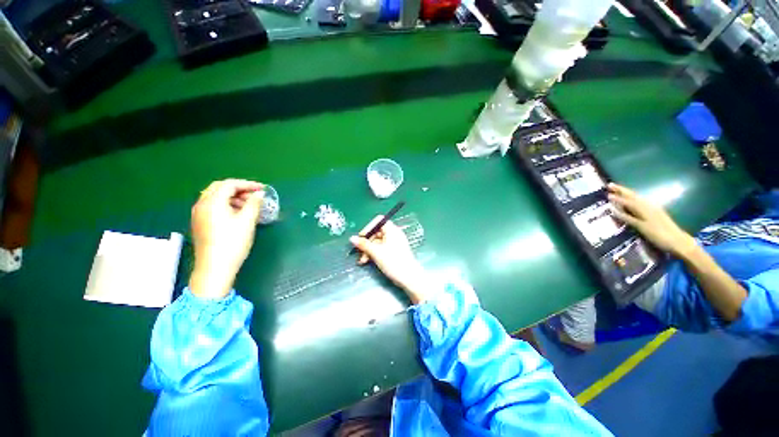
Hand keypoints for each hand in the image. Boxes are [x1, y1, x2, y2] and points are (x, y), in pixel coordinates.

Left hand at [189, 179, 263, 298]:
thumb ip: (254, 204)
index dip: (248, 184)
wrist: (214, 267)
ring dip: (233, 196)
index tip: (262, 189)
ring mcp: (199, 214)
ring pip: (215, 196)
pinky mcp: (200, 223)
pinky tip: (237, 213)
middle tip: (255, 195)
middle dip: (239, 188)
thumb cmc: (233, 242)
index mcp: (213, 202)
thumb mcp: (247, 221)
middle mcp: (202, 204)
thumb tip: (259, 194)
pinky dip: (226, 204)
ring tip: (249, 205)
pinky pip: (213, 206)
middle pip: (220, 187)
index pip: (230, 184)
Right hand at [350, 216, 432, 303]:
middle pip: (376, 233)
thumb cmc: (393, 261)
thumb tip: (352, 238)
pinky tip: (367, 261)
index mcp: (392, 230)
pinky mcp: (393, 252)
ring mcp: (394, 244)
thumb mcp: (376, 252)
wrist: (408, 277)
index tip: (361, 237)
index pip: (379, 221)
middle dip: (366, 242)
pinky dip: (374, 253)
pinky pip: (381, 249)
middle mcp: (393, 234)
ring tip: (362, 260)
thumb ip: (363, 244)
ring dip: (368, 250)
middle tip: (360, 252)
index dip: (369, 227)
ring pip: (377, 242)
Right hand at [608, 183, 695, 256]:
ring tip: (619, 190)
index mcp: (643, 208)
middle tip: (610, 185)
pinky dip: (634, 199)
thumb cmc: (658, 234)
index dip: (617, 196)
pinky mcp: (656, 212)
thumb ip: (627, 217)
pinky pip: (642, 202)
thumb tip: (613, 209)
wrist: (677, 241)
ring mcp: (653, 208)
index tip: (606, 192)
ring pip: (637, 198)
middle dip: (622, 190)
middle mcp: (648, 205)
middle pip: (633, 195)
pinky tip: (632, 200)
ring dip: (627, 193)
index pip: (627, 199)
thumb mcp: (641, 227)